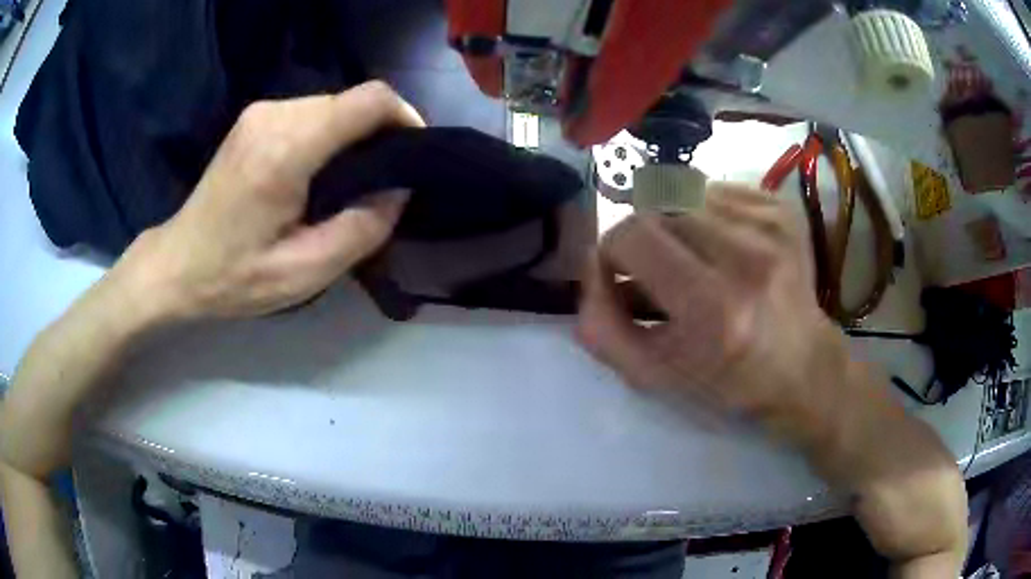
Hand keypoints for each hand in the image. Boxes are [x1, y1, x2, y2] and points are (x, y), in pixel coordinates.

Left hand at [116, 81, 423, 320]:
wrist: (177, 265)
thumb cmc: (234, 277)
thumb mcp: (303, 274)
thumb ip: (360, 231)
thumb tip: (398, 191)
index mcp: (286, 150)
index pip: (368, 101)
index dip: (404, 118)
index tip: (412, 155)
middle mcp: (274, 115)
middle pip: (352, 101)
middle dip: (378, 133)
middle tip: (380, 183)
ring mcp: (261, 112)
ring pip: (333, 105)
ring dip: (353, 136)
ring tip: (350, 182)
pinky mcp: (255, 118)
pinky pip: (311, 112)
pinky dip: (329, 135)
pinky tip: (319, 172)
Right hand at [578, 185, 968, 573]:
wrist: (806, 369)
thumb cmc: (732, 382)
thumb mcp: (658, 377)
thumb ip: (605, 330)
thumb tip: (586, 274)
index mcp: (713, 308)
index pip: (633, 236)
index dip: (611, 252)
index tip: (619, 276)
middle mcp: (746, 256)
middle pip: (657, 206)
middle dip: (642, 238)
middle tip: (654, 270)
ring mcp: (771, 226)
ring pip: (685, 193)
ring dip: (674, 225)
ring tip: (691, 259)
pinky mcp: (783, 209)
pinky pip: (718, 191)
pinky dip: (706, 214)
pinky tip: (722, 247)